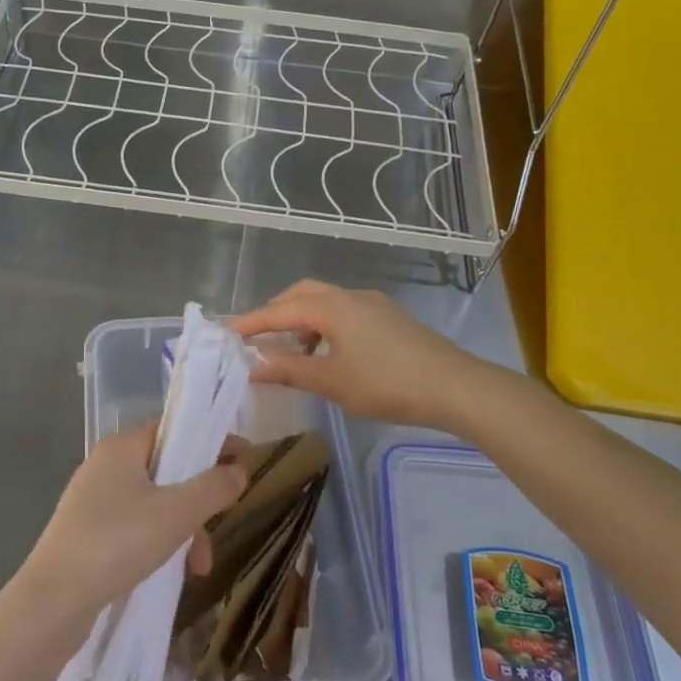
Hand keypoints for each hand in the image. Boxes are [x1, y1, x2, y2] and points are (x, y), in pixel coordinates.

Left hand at [14, 424, 247, 626]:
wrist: (55, 600)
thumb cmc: (118, 542)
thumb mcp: (177, 513)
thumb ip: (213, 487)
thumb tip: (239, 469)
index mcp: (121, 448)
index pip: (174, 430)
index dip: (210, 443)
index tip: (244, 463)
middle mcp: (104, 467)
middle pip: (166, 470)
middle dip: (198, 501)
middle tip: (220, 525)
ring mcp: (93, 501)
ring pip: (154, 504)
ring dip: (183, 530)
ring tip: (198, 567)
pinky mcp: (88, 533)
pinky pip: (135, 527)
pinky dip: (159, 543)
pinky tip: (171, 572)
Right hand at [232, 279, 476, 429]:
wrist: (455, 386)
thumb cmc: (386, 383)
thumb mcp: (332, 381)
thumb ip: (290, 371)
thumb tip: (255, 367)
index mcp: (331, 307)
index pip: (279, 311)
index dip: (250, 322)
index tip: (225, 332)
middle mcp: (350, 296)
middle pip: (302, 294)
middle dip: (275, 312)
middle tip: (257, 336)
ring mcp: (374, 305)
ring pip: (325, 302)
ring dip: (301, 320)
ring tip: (292, 350)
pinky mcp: (390, 318)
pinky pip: (344, 312)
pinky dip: (324, 325)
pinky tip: (328, 353)